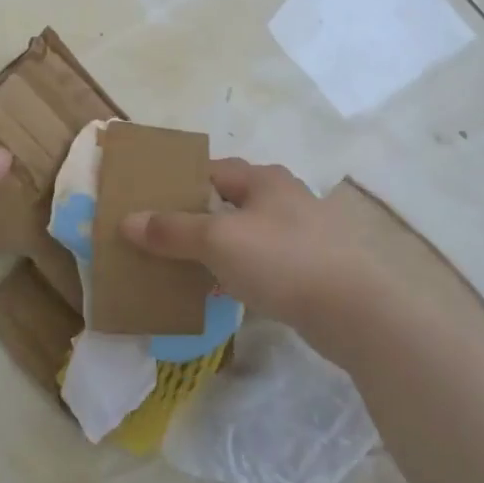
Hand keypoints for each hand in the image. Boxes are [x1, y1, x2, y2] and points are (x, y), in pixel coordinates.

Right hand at [121, 158, 372, 335]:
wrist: (356, 312)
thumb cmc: (281, 260)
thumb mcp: (217, 240)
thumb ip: (171, 230)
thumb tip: (127, 221)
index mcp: (263, 179)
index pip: (212, 170)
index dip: (181, 184)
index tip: (151, 204)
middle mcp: (286, 197)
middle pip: (231, 201)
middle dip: (199, 218)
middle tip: (165, 238)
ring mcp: (305, 233)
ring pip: (249, 233)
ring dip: (221, 247)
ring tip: (189, 267)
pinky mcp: (316, 267)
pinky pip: (267, 262)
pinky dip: (244, 271)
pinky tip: (228, 292)